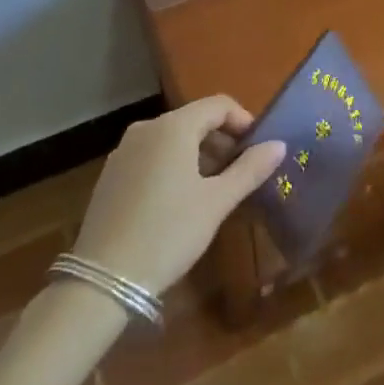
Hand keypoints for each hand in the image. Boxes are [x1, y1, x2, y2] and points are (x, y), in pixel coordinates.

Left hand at [71, 96, 286, 295]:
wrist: (104, 279)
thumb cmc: (169, 233)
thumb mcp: (216, 203)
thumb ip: (249, 170)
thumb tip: (279, 145)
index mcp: (174, 127)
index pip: (218, 105)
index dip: (243, 120)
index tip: (259, 148)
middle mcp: (147, 128)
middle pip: (194, 120)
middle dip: (222, 140)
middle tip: (241, 172)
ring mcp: (124, 150)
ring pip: (172, 139)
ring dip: (198, 154)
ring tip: (215, 189)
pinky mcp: (111, 173)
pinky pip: (151, 155)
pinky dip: (173, 165)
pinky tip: (180, 200)